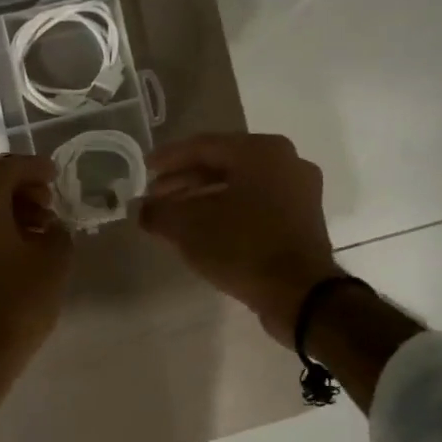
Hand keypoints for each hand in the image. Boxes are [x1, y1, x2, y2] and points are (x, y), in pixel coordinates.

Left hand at [0, 154, 72, 424]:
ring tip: (32, 225)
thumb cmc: (15, 301)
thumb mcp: (54, 261)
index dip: (36, 168)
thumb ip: (57, 231)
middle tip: (42, 200)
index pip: (9, 166)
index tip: (55, 176)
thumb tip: (50, 226)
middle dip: (13, 183)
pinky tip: (10, 242)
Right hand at [139, 133, 338, 346]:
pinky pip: (257, 204)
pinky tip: (205, 230)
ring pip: (240, 186)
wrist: (301, 295)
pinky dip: (228, 211)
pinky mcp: (303, 219)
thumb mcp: (189, 229)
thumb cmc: (243, 248)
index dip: (169, 158)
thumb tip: (139, 208)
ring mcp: (299, 191)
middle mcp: (286, 161)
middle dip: (185, 180)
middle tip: (156, 197)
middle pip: (223, 164)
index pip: (203, 145)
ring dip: (204, 198)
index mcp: (261, 151)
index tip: (144, 169)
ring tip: (175, 216)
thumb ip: (158, 212)